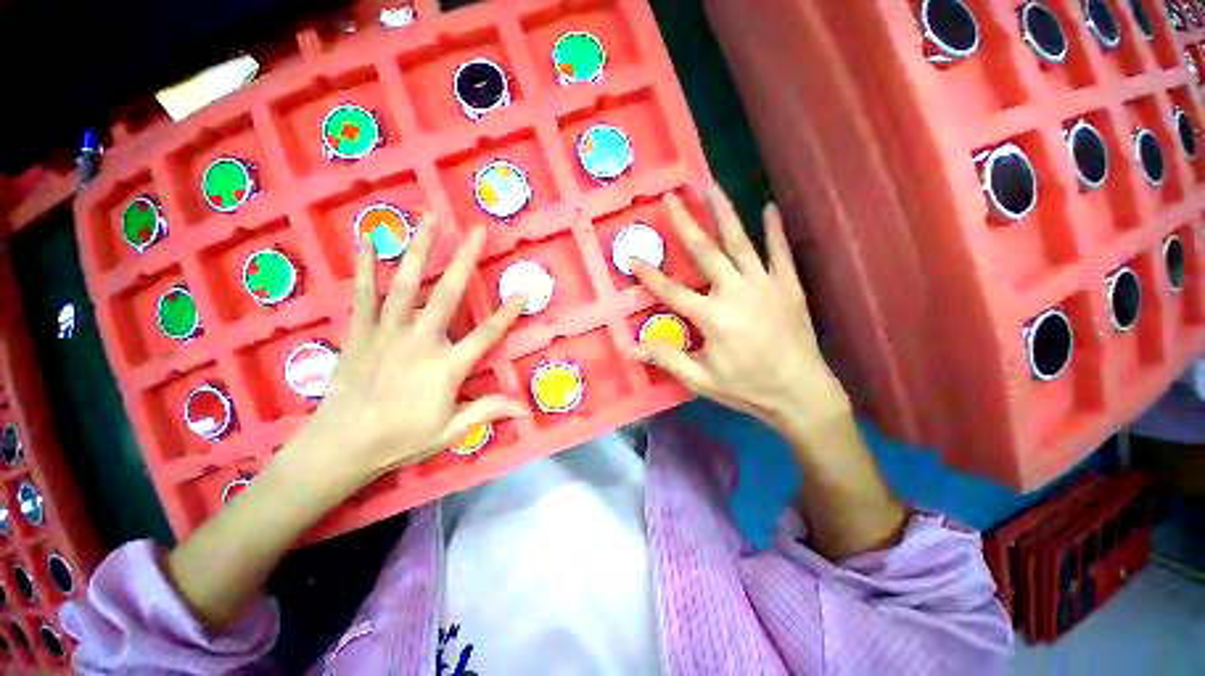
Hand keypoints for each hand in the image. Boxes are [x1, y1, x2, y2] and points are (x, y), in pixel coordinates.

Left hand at [292, 216, 528, 487]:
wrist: (340, 446)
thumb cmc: (401, 439)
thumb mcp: (451, 430)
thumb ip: (488, 411)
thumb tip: (526, 408)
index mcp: (447, 367)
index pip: (487, 334)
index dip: (508, 313)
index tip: (523, 291)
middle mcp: (420, 342)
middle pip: (448, 294)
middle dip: (464, 260)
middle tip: (476, 231)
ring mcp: (387, 333)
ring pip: (406, 284)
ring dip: (418, 249)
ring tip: (428, 218)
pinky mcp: (360, 332)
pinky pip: (363, 294)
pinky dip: (365, 267)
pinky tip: (367, 241)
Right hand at [631, 189, 850, 441]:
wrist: (802, 393)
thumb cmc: (748, 388)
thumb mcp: (701, 380)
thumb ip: (667, 359)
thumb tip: (630, 349)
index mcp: (712, 316)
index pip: (671, 290)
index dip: (649, 275)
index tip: (631, 257)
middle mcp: (735, 292)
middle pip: (705, 252)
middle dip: (685, 223)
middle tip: (671, 197)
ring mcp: (765, 284)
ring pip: (740, 241)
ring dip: (724, 213)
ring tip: (711, 187)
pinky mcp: (788, 286)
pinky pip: (780, 251)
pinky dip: (775, 229)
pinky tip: (769, 207)